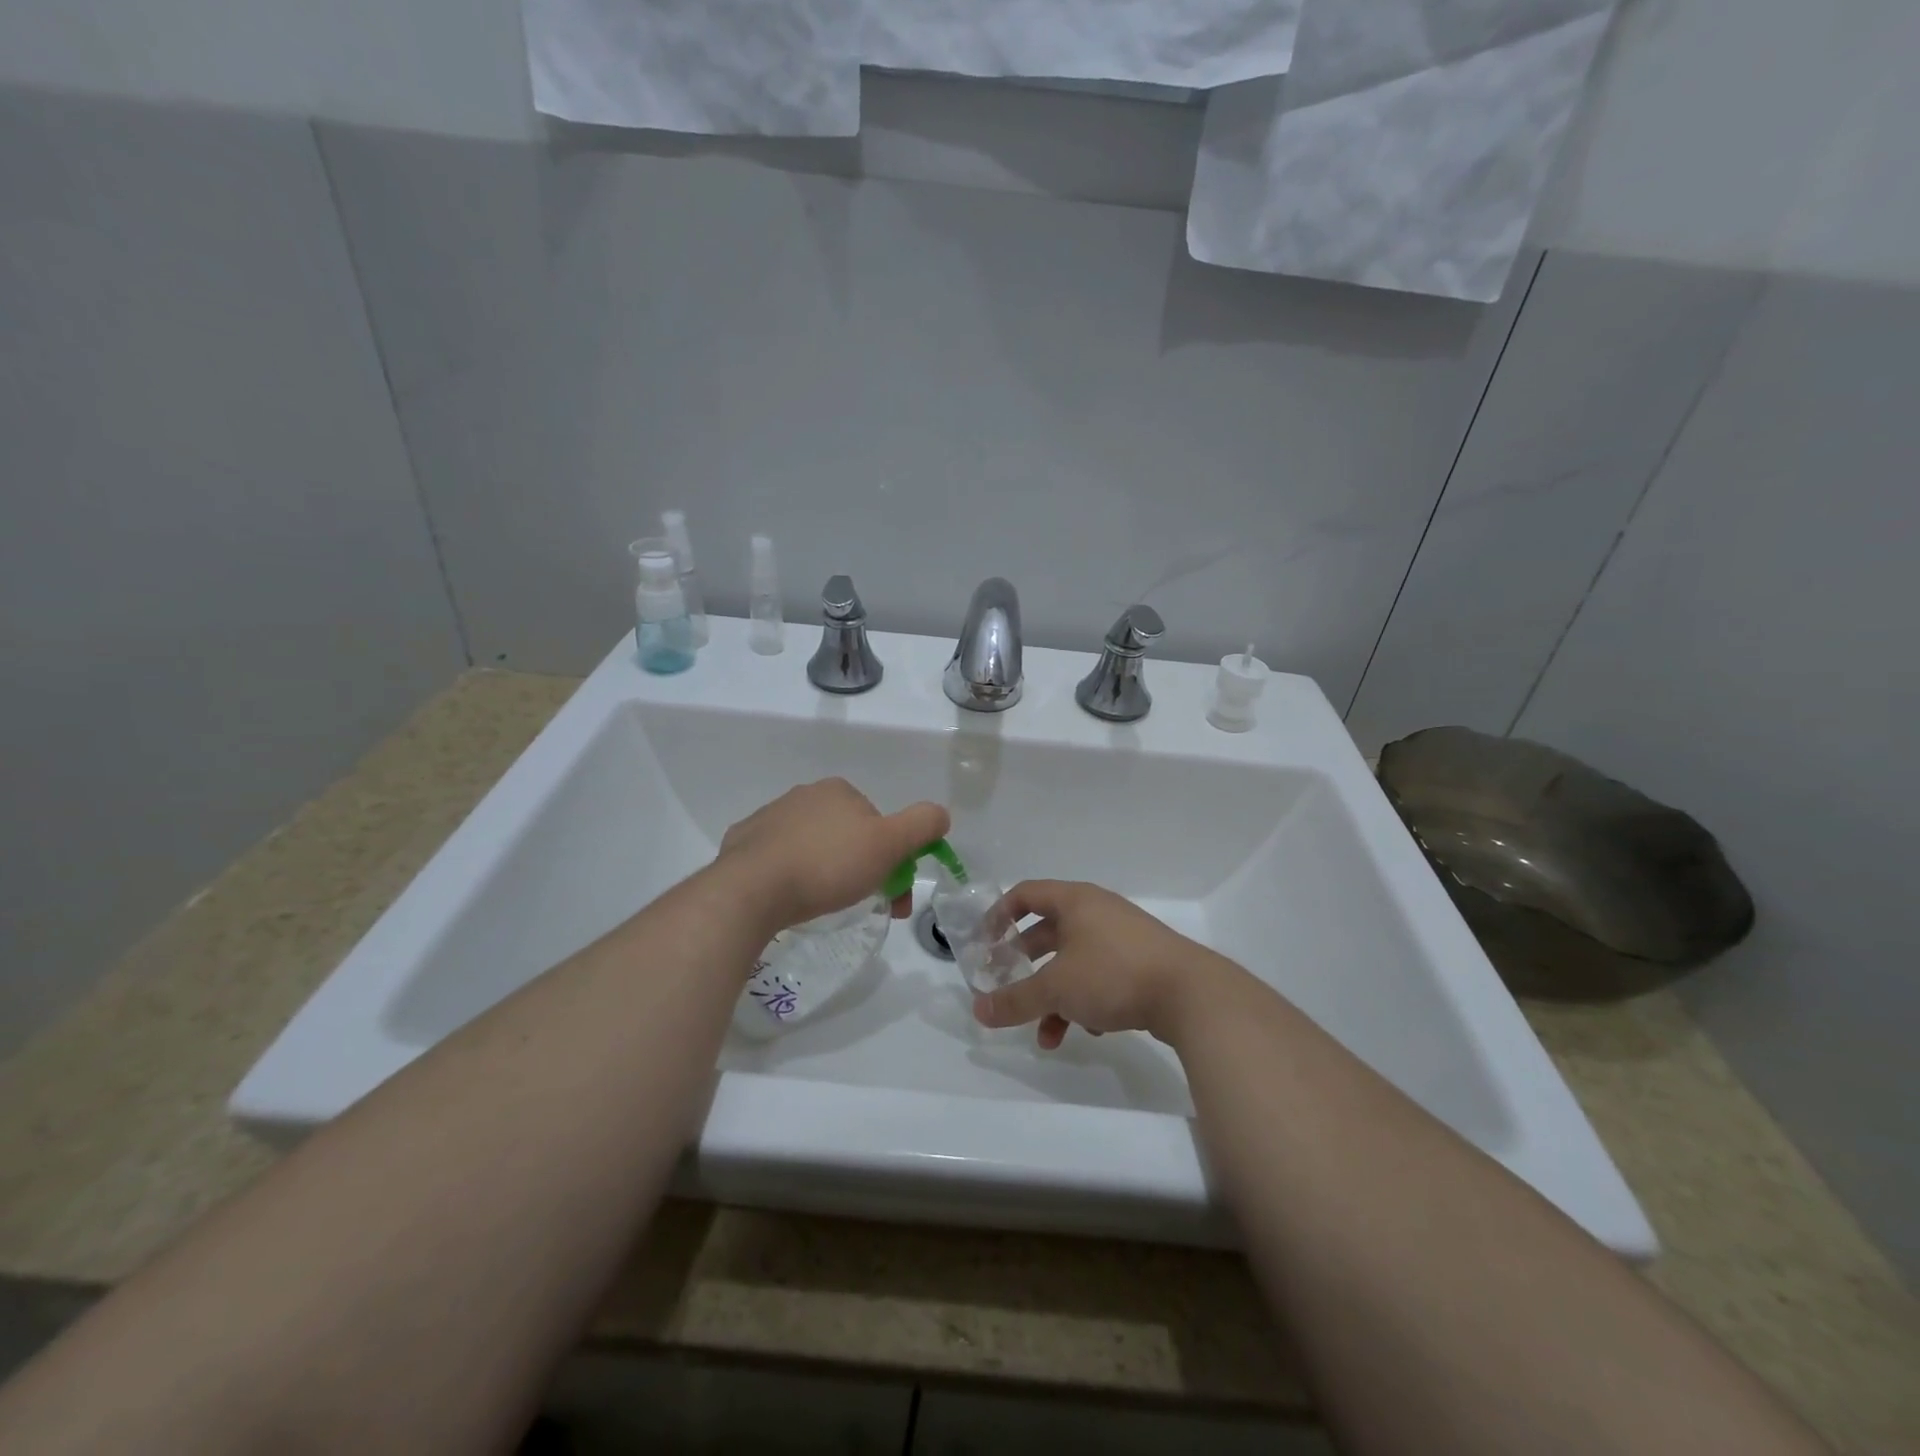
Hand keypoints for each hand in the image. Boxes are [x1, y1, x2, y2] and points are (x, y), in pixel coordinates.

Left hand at [718, 778, 948, 932]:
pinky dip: (789, 874)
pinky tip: (789, 897)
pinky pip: (777, 857)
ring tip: (823, 905)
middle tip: (863, 905)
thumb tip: (941, 814)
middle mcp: (803, 795)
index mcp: (839, 790)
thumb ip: (922, 825)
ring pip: (812, 845)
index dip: (892, 858)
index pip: (877, 823)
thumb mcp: (889, 844)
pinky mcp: (743, 842)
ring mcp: (769, 817)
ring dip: (824, 870)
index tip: (893, 895)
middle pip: (846, 835)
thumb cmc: (828, 865)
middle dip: (861, 868)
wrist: (752, 889)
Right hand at [971, 880, 1237, 1049]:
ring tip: (1045, 1034)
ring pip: (1073, 962)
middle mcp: (1097, 912)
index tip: (984, 945)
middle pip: (1047, 932)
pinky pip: (1100, 977)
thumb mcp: (1056, 988)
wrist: (1191, 994)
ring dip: (1054, 996)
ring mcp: (1122, 938)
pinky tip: (1089, 1032)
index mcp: (1075, 901)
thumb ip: (1015, 1000)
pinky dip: (1085, 1002)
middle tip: (1006, 988)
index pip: (1025, 894)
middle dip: (1024, 965)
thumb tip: (977, 1010)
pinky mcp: (1141, 964)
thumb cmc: (1113, 974)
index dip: (998, 915)